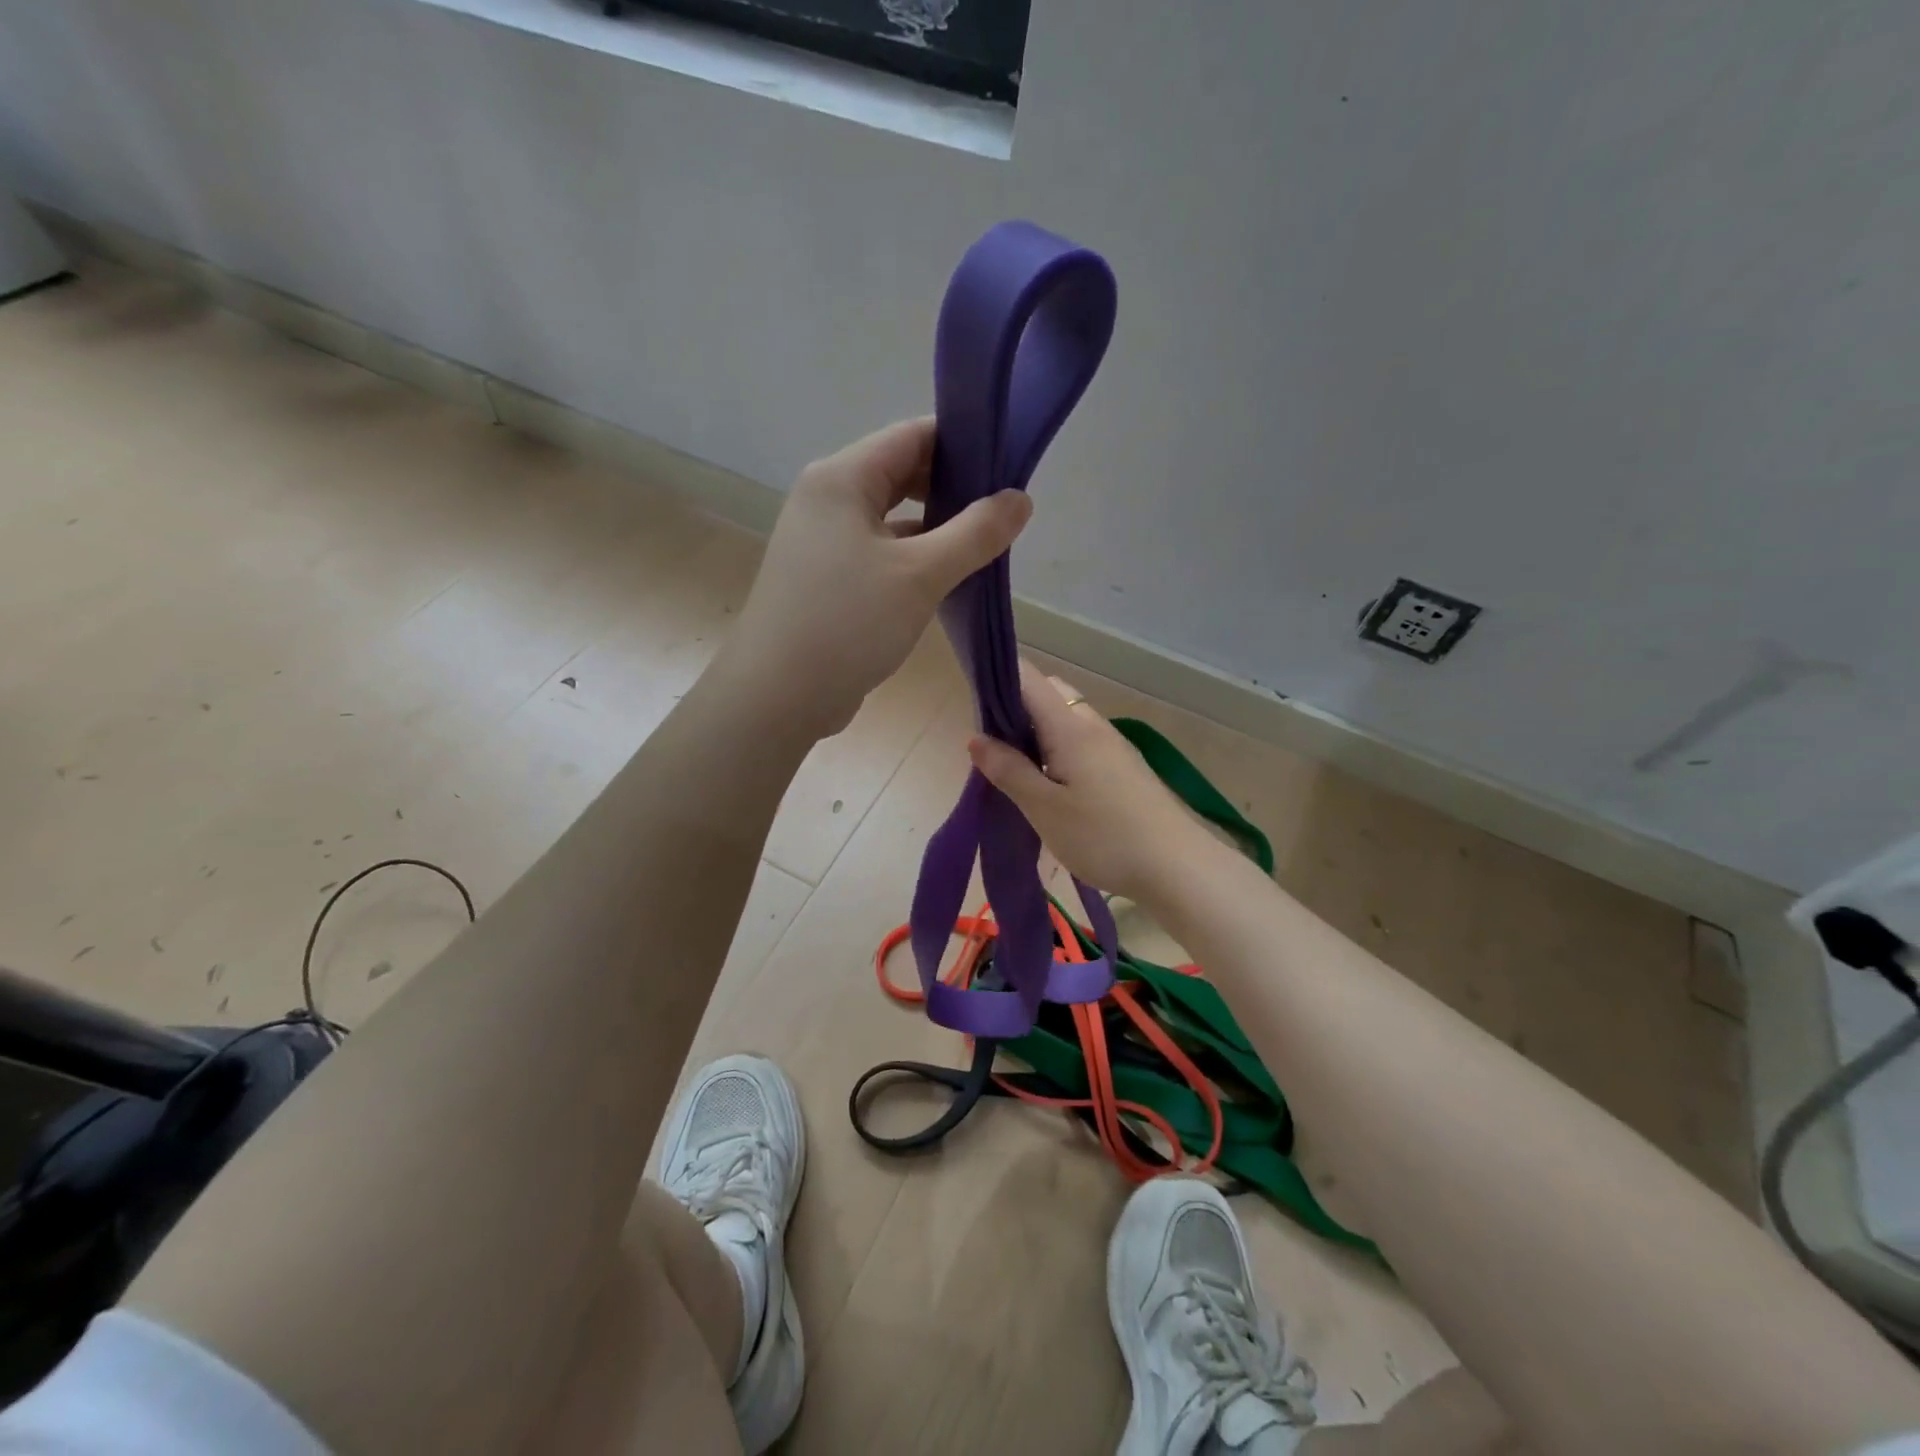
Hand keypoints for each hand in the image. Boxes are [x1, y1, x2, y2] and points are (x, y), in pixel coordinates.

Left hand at [724, 418, 1031, 737]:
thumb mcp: (921, 575)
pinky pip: (879, 552)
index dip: (963, 444)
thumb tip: (1020, 499)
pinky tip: (947, 579)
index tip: (1008, 466)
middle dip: (953, 490)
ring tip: (984, 547)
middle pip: (901, 474)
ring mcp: (823, 541)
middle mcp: (827, 499)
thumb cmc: (847, 623)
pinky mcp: (827, 578)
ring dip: (936, 528)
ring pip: (892, 518)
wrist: (778, 696)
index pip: (911, 436)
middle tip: (1003, 514)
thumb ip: (975, 533)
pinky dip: (913, 559)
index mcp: (841, 479)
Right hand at [967, 661, 1215, 901]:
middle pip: (1049, 694)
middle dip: (1015, 709)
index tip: (972, 703)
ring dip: (1036, 733)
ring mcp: (1112, 745)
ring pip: (1065, 719)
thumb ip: (1008, 770)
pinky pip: (1081, 742)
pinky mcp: (1123, 767)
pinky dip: (1056, 750)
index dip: (997, 678)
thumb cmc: (1103, 836)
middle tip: (992, 748)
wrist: (1178, 867)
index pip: (1028, 677)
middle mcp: (1092, 725)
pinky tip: (1049, 786)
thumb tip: (976, 738)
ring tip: (1015, 771)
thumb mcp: (1044, 808)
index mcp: (1070, 726)